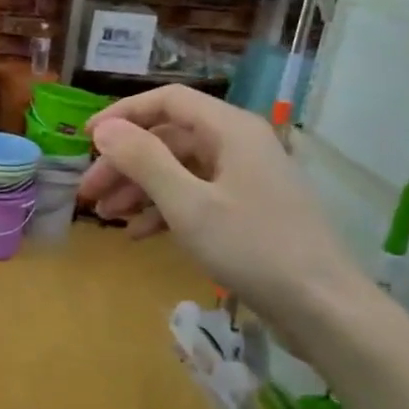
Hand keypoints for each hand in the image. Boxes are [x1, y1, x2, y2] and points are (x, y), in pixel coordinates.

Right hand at [79, 86, 369, 339]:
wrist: (322, 307)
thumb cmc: (253, 248)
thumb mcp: (189, 204)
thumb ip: (144, 161)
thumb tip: (104, 129)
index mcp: (230, 130)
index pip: (168, 101)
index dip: (123, 115)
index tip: (86, 139)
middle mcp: (238, 144)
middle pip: (169, 138)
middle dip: (125, 163)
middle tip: (89, 192)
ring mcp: (245, 178)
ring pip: (180, 169)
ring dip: (140, 189)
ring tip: (107, 216)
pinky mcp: (248, 210)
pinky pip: (196, 196)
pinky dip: (165, 210)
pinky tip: (140, 234)